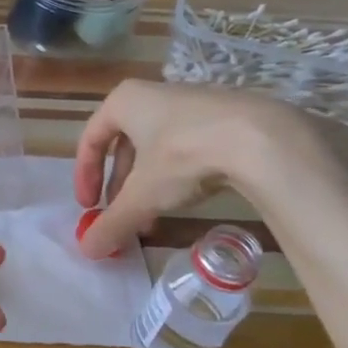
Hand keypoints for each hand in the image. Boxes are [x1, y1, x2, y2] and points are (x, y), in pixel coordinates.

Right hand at [74, 81, 347, 257]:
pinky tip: (186, 200)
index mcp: (123, 102)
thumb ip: (113, 222)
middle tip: (121, 215)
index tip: (88, 207)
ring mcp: (190, 103)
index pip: (90, 139)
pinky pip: (186, 147)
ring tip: (152, 217)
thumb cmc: (184, 155)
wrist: (262, 138)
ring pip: (156, 149)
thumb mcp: (142, 196)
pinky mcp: (221, 116)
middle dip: (120, 186)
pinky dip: (177, 175)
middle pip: (124, 146)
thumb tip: (86, 252)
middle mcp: (152, 95)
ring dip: (148, 185)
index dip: (85, 177)